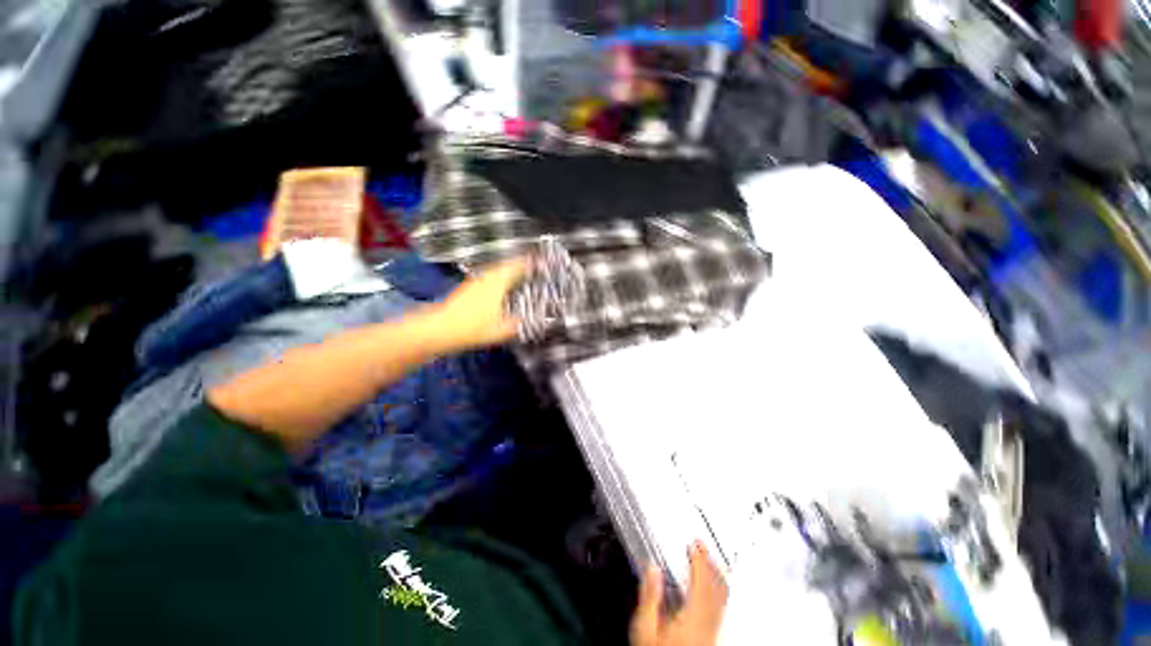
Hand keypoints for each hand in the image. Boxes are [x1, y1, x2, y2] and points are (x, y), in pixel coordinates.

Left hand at [431, 257, 528, 351]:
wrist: (439, 329)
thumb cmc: (471, 328)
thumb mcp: (501, 331)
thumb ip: (519, 325)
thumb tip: (533, 323)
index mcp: (497, 283)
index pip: (517, 266)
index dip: (531, 263)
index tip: (542, 261)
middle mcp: (487, 277)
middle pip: (507, 264)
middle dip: (522, 264)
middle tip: (535, 266)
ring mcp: (476, 281)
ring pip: (497, 270)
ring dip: (510, 269)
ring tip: (522, 274)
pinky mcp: (468, 287)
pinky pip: (490, 276)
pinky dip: (501, 277)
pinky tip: (503, 287)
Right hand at [631, 542, 728, 645]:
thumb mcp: (645, 629)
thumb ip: (650, 596)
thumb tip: (653, 568)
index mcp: (692, 618)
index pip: (702, 582)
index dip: (700, 560)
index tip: (694, 543)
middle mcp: (707, 624)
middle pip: (717, 588)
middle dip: (710, 562)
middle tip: (701, 544)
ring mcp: (712, 631)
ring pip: (722, 598)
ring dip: (716, 574)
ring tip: (707, 559)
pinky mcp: (712, 635)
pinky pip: (721, 606)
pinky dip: (718, 588)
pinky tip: (711, 585)